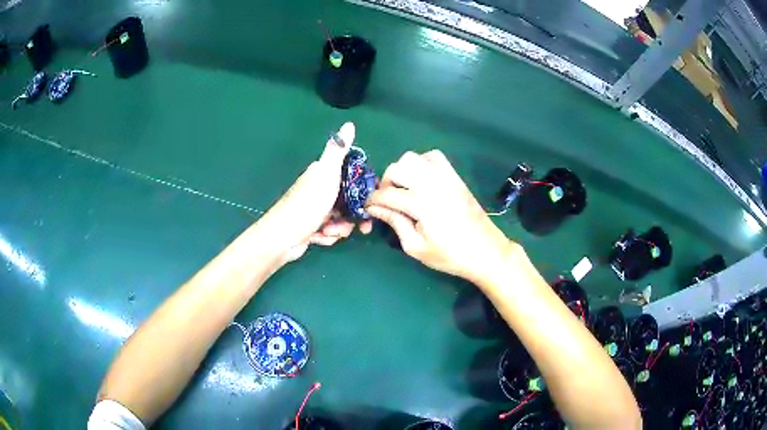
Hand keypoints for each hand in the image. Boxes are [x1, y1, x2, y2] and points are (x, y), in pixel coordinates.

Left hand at [254, 122, 371, 264]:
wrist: (282, 237)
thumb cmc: (307, 204)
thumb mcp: (326, 174)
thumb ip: (338, 151)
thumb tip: (349, 123)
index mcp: (323, 174)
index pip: (353, 179)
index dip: (364, 192)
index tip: (371, 205)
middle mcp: (320, 189)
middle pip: (349, 201)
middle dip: (352, 216)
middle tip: (358, 228)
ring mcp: (316, 208)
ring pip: (341, 218)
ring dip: (339, 229)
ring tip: (328, 231)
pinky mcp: (312, 226)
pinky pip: (330, 231)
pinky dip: (327, 236)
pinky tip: (318, 237)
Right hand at [367, 150, 514, 283]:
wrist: (486, 251)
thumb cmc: (450, 255)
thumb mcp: (416, 247)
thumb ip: (395, 223)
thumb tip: (374, 208)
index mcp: (420, 204)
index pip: (386, 194)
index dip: (372, 201)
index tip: (368, 209)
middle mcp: (431, 183)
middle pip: (396, 169)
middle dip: (385, 184)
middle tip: (387, 201)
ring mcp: (445, 177)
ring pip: (412, 158)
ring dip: (402, 171)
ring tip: (403, 189)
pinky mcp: (455, 176)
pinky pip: (434, 156)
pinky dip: (422, 163)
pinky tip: (422, 179)